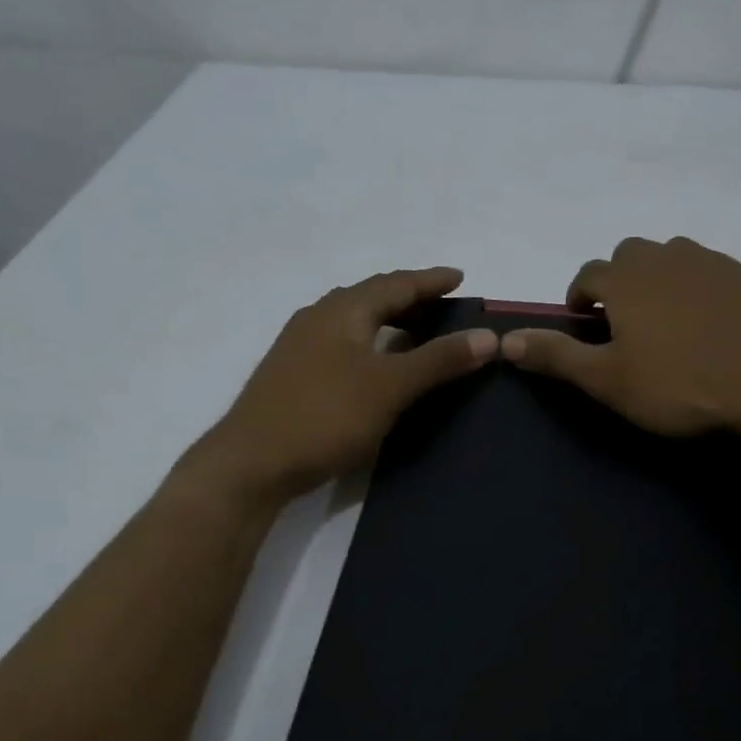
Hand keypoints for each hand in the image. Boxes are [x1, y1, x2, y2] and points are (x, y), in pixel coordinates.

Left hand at [182, 267, 495, 504]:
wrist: (252, 463)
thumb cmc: (325, 416)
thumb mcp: (390, 386)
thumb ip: (439, 360)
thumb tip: (488, 337)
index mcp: (342, 311)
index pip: (395, 284)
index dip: (430, 280)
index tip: (459, 277)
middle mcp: (318, 318)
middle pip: (371, 297)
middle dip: (409, 298)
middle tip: (443, 305)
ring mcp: (300, 347)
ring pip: (354, 321)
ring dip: (388, 321)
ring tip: (417, 332)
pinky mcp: (293, 374)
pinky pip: (343, 343)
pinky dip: (371, 344)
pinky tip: (378, 365)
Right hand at [500, 237, 740, 437]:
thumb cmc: (680, 385)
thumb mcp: (608, 380)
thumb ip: (557, 356)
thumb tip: (505, 341)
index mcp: (627, 280)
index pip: (589, 274)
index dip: (580, 296)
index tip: (584, 322)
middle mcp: (667, 257)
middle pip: (630, 254)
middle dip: (619, 280)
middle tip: (625, 320)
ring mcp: (713, 262)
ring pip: (674, 256)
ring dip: (660, 277)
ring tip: (668, 318)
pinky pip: (713, 271)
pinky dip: (701, 287)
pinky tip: (713, 321)